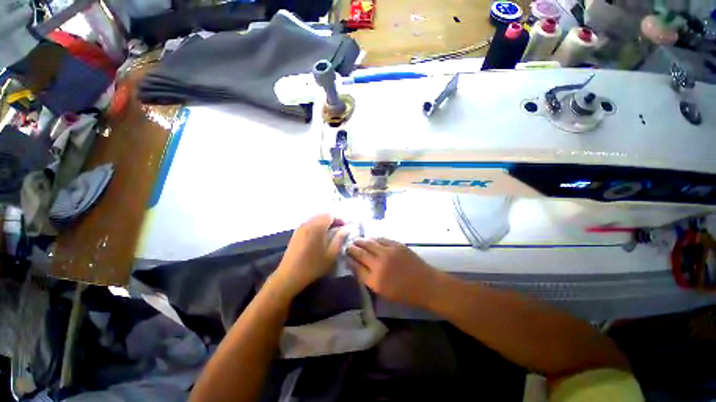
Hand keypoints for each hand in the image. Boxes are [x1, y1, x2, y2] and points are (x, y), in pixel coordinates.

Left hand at [271, 214, 347, 297]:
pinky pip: (309, 223)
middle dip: (333, 220)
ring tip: (331, 233)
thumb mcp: (331, 254)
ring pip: (316, 218)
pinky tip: (320, 236)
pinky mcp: (296, 233)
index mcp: (317, 227)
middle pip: (322, 215)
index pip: (330, 215)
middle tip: (340, 230)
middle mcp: (308, 223)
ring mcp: (300, 228)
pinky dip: (317, 225)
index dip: (340, 219)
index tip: (345, 227)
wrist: (289, 275)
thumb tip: (346, 228)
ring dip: (325, 223)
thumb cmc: (313, 266)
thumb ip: (340, 238)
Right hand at [347, 238, 438, 307]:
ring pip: (369, 243)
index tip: (345, 256)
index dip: (349, 260)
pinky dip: (373, 238)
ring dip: (361, 241)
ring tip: (356, 240)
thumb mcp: (382, 291)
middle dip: (352, 248)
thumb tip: (356, 266)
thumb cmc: (404, 293)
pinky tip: (370, 238)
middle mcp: (379, 264)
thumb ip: (368, 278)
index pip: (356, 267)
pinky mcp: (396, 245)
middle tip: (348, 246)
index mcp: (375, 280)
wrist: (425, 284)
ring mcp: (388, 252)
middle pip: (360, 253)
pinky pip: (381, 239)